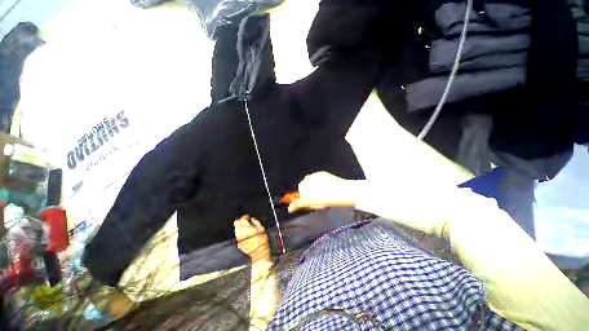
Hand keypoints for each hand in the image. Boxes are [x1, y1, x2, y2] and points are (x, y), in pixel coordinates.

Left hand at [234, 216, 269, 262]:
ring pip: (236, 229)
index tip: (248, 217)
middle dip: (240, 221)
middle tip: (245, 221)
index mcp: (247, 227)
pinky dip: (240, 233)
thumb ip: (256, 222)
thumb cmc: (262, 241)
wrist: (259, 254)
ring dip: (240, 227)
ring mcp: (238, 238)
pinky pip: (237, 235)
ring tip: (245, 228)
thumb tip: (252, 219)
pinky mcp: (238, 243)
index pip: (242, 219)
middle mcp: (240, 232)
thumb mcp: (262, 229)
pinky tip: (245, 234)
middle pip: (236, 223)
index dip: (245, 217)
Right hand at [288, 172, 355, 212]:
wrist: (343, 191)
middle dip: (310, 194)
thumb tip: (290, 208)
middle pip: (307, 187)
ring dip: (316, 190)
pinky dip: (322, 186)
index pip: (300, 191)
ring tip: (324, 197)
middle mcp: (310, 177)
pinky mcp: (325, 174)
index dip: (305, 199)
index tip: (310, 203)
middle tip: (318, 202)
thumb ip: (298, 204)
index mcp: (304, 183)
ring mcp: (318, 175)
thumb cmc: (327, 198)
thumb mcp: (311, 203)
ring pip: (314, 184)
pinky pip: (321, 181)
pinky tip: (328, 192)